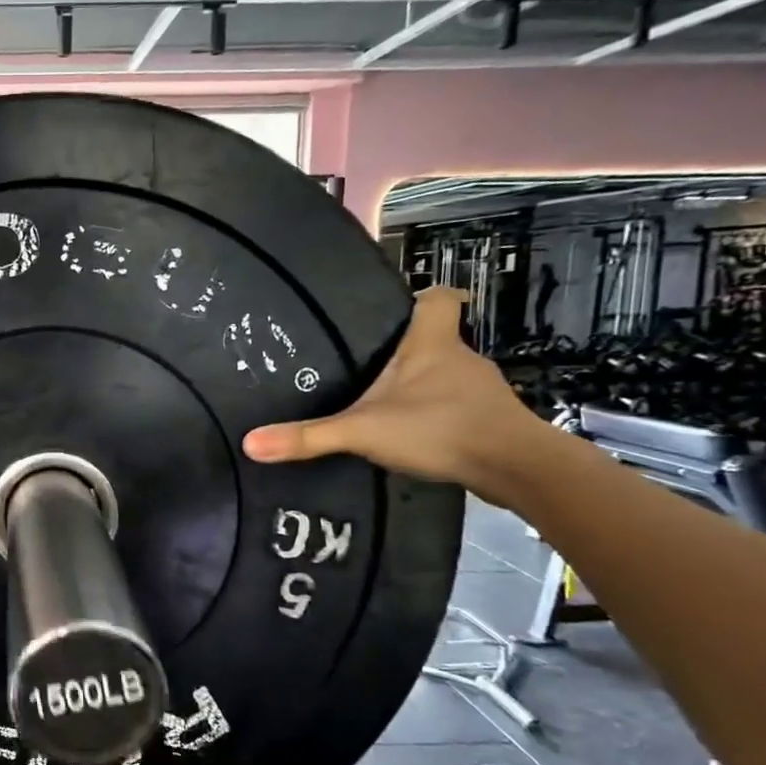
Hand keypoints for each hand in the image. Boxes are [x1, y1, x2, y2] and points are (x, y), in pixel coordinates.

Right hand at [241, 287, 552, 502]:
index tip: (397, 307)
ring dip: (421, 384)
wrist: (516, 468)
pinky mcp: (489, 419)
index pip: (438, 298)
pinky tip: (413, 434)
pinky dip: (436, 413)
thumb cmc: (440, 428)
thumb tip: (249, 443)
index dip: (421, 296)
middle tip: (366, 364)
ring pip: (446, 374)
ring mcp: (479, 389)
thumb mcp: (363, 432)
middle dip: (405, 349)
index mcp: (431, 343)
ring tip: (383, 403)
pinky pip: (457, 404)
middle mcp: (460, 357)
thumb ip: (309, 437)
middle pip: (435, 338)